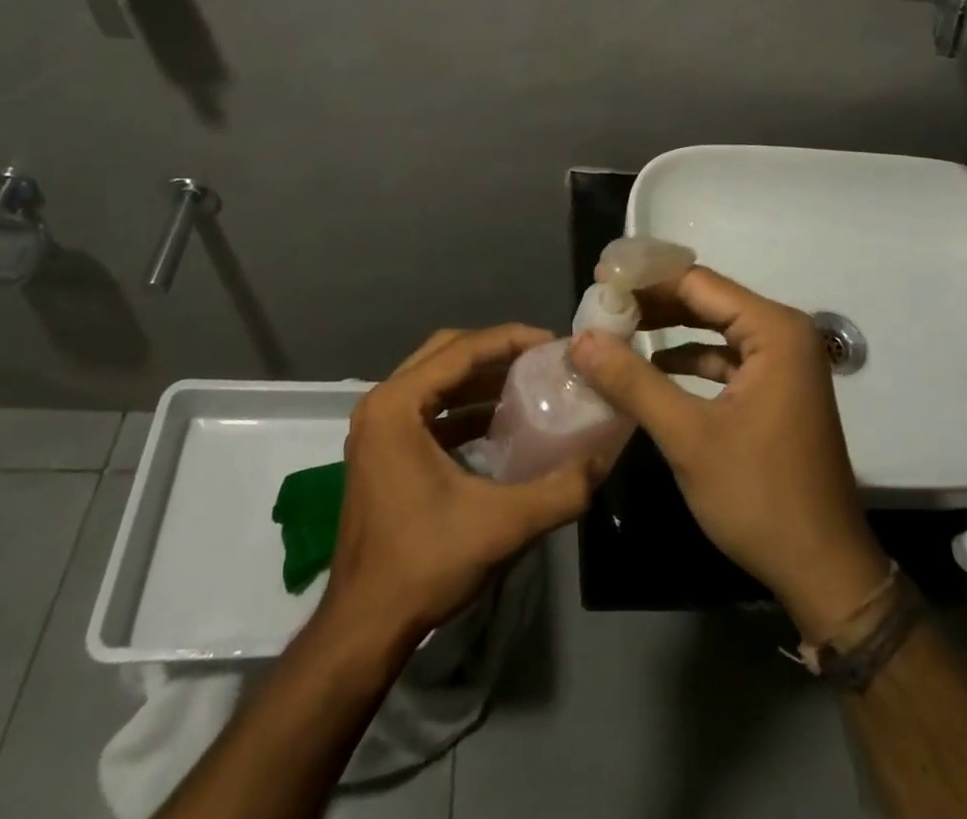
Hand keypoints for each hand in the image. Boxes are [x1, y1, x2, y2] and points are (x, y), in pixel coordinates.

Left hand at [320, 325, 602, 655]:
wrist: (364, 627)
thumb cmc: (424, 564)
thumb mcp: (501, 524)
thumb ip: (559, 490)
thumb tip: (602, 459)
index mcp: (396, 405)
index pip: (461, 350)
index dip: (510, 339)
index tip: (551, 342)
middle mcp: (381, 405)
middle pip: (444, 353)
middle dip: (495, 350)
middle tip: (539, 358)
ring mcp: (377, 429)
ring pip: (434, 379)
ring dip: (479, 377)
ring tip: (527, 382)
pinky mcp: (382, 452)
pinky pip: (427, 408)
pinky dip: (462, 406)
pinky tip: (498, 422)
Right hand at [568, 268, 888, 640]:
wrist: (824, 572)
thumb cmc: (759, 497)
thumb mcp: (688, 437)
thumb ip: (633, 381)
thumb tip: (581, 339)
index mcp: (774, 330)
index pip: (697, 283)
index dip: (644, 280)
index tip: (598, 282)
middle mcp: (784, 334)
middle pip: (706, 300)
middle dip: (653, 304)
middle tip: (601, 307)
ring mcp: (784, 363)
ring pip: (714, 328)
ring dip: (667, 331)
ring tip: (616, 333)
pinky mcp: (778, 390)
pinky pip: (726, 358)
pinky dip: (689, 360)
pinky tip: (652, 370)